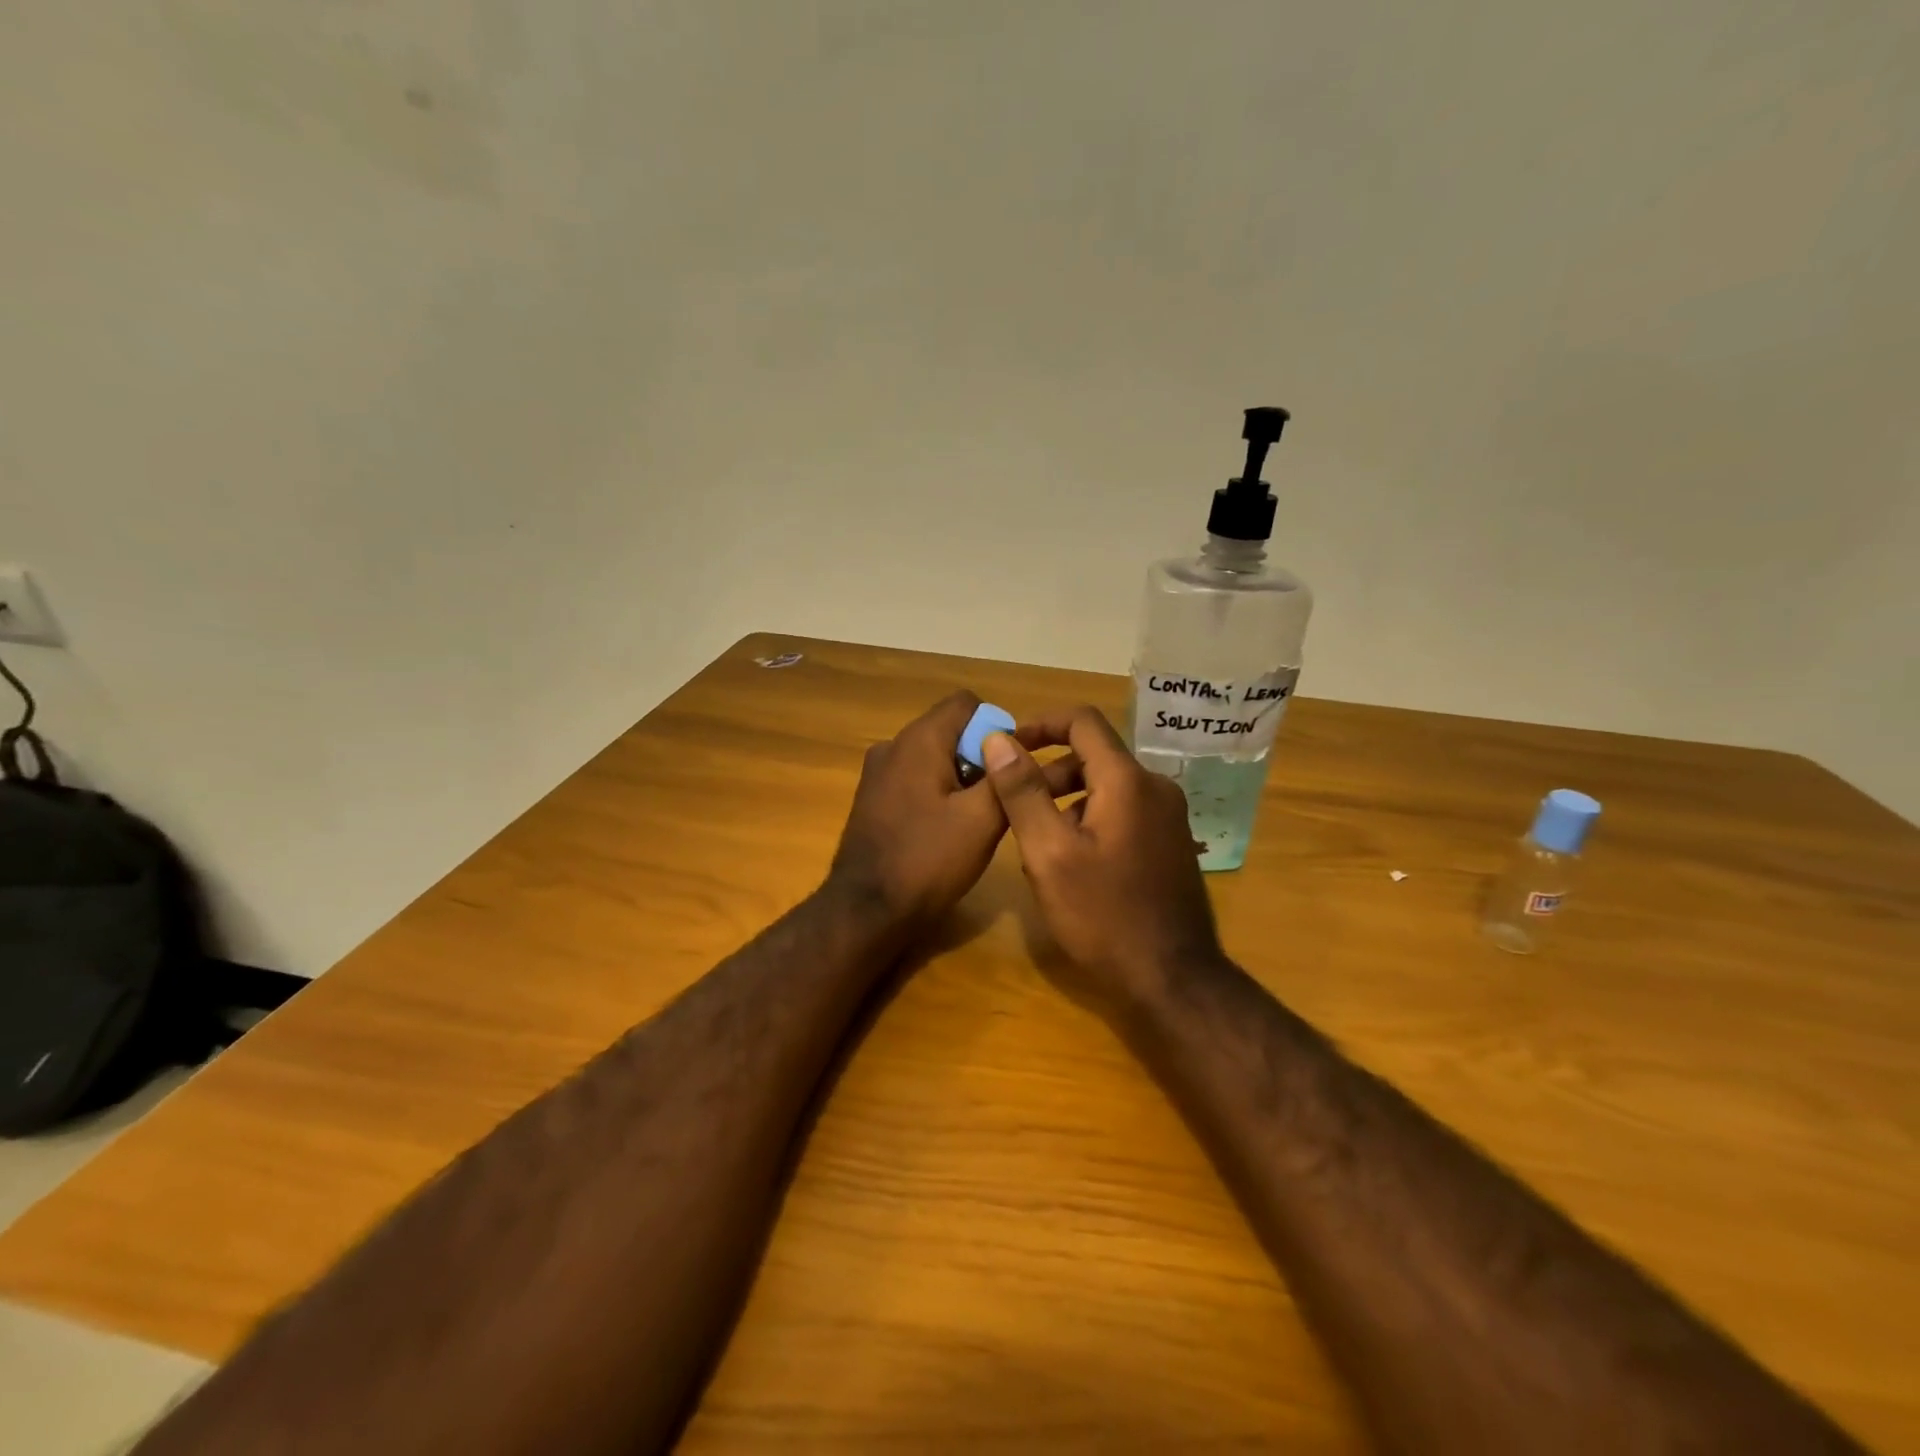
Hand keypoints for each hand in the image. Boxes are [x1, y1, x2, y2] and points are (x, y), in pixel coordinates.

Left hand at [827, 691, 1078, 932]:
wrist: (866, 911)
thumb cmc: (928, 860)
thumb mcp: (982, 819)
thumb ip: (1005, 776)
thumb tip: (1015, 747)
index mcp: (919, 740)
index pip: (967, 703)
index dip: (997, 728)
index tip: (1010, 768)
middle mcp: (893, 746)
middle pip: (950, 730)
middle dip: (980, 757)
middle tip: (997, 800)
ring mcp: (877, 773)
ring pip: (933, 757)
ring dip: (959, 778)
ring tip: (975, 820)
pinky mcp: (872, 799)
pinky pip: (914, 780)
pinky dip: (936, 793)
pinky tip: (945, 831)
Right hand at [981, 706, 1223, 1002]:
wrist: (1172, 978)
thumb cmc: (1103, 915)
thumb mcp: (1049, 852)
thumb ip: (1021, 791)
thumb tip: (998, 739)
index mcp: (1127, 780)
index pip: (1082, 721)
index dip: (1040, 724)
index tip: (1007, 746)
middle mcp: (1155, 787)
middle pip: (1093, 755)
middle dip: (1048, 771)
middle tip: (1013, 805)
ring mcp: (1168, 816)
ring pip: (1107, 786)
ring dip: (1067, 799)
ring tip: (1037, 841)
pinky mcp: (1170, 842)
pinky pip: (1123, 810)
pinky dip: (1090, 818)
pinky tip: (1072, 862)